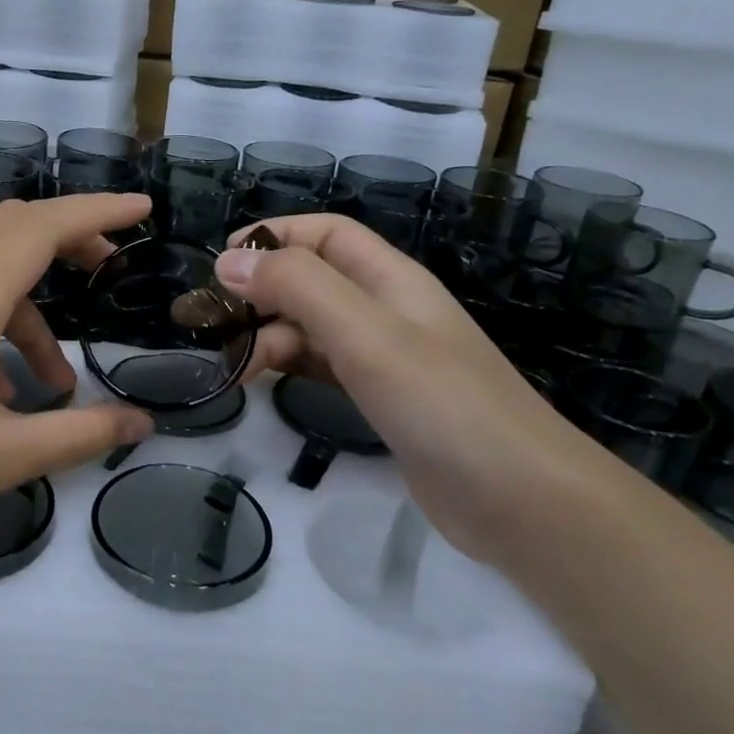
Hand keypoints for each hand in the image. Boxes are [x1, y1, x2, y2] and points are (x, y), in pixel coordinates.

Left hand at [0, 194, 155, 572]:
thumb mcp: (1, 458)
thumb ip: (80, 434)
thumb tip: (142, 425)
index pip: (38, 228)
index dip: (96, 210)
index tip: (141, 208)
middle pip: (6, 229)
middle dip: (65, 239)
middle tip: (109, 269)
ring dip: (24, 308)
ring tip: (50, 382)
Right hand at [214, 214, 603, 563]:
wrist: (520, 499)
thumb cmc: (442, 403)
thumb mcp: (366, 334)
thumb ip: (298, 288)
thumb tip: (229, 260)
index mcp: (390, 279)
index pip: (325, 233)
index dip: (273, 236)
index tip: (220, 264)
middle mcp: (386, 309)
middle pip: (312, 279)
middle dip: (261, 292)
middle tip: (214, 326)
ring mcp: (385, 356)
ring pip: (311, 326)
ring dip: (268, 335)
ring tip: (232, 368)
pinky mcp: (381, 398)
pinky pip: (321, 366)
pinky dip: (287, 367)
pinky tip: (261, 385)